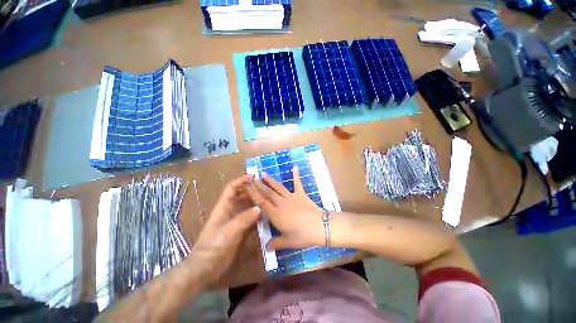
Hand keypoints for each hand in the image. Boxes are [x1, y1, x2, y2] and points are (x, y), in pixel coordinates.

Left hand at [189, 176, 260, 283]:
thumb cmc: (214, 246)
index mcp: (223, 207)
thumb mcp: (229, 231)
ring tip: (267, 199)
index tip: (253, 177)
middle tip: (264, 188)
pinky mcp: (238, 228)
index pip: (232, 188)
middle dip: (250, 190)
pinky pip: (248, 217)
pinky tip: (264, 214)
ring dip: (254, 201)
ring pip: (245, 206)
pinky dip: (256, 214)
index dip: (241, 180)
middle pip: (240, 195)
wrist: (205, 267)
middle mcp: (229, 210)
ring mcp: (234, 220)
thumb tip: (259, 208)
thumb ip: (244, 219)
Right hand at [248, 166, 324, 250]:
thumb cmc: (302, 235)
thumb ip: (276, 243)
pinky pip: (297, 183)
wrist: (319, 227)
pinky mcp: (301, 194)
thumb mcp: (288, 242)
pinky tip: (294, 167)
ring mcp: (291, 197)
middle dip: (259, 185)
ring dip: (270, 180)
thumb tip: (266, 248)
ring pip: (278, 187)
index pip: (262, 203)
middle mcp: (281, 203)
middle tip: (252, 178)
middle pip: (268, 193)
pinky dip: (296, 175)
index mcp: (275, 214)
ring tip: (264, 173)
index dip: (254, 195)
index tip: (248, 188)